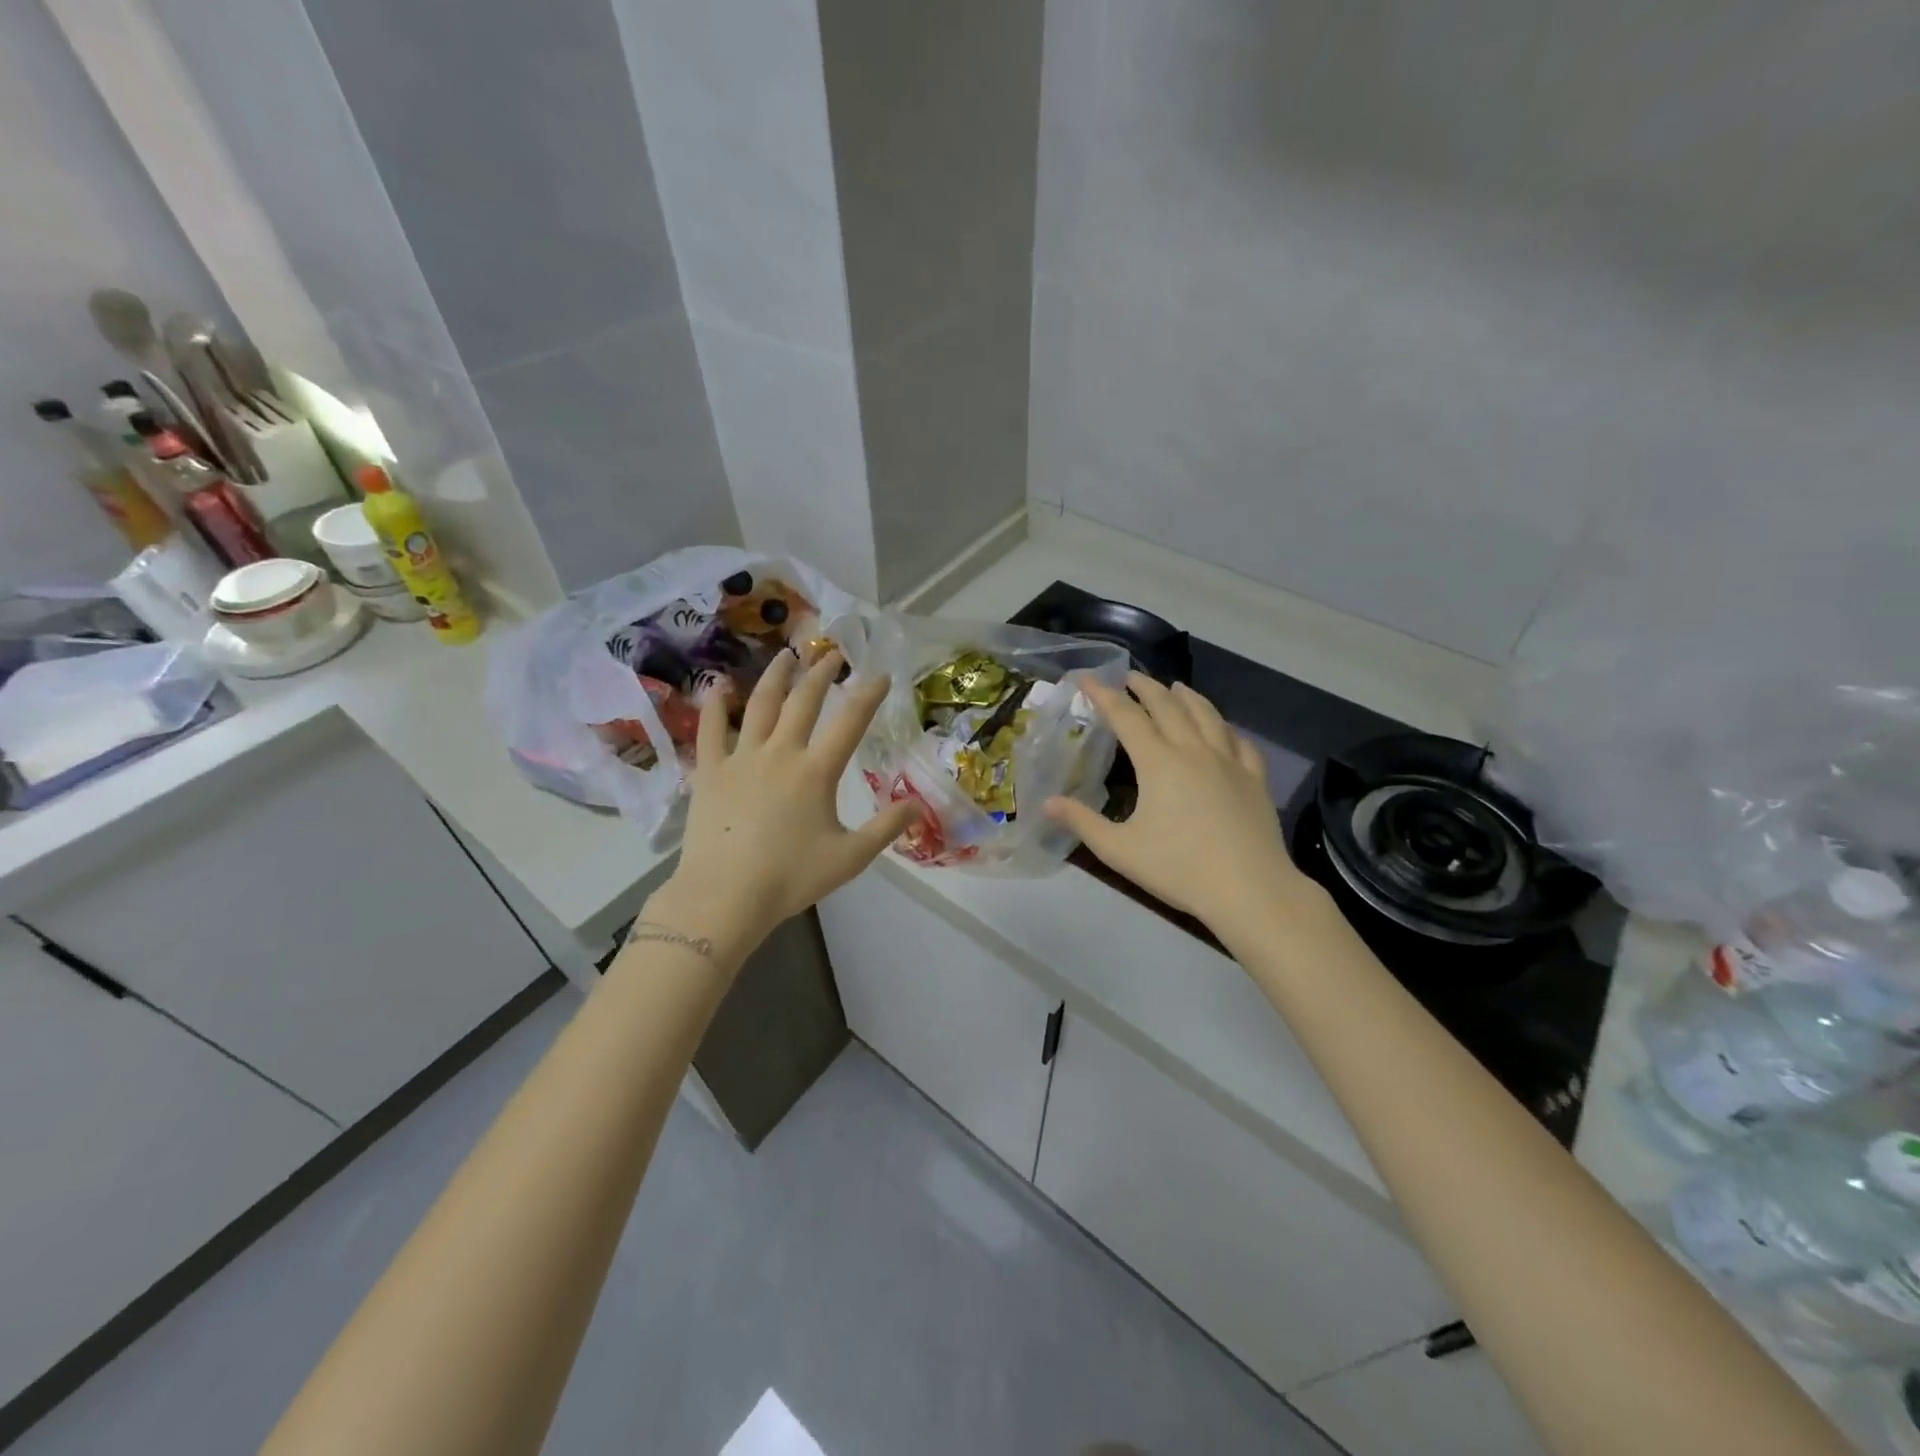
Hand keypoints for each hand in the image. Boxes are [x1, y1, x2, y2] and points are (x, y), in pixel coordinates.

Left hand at [647, 651, 919, 963]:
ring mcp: (741, 758)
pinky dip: (716, 704)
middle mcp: (780, 753)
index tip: (880, 674)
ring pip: (759, 705)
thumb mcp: (850, 857)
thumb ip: (886, 828)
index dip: (868, 694)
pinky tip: (719, 685)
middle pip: (803, 702)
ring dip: (775, 677)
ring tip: (785, 656)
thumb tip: (919, 805)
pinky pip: (711, 729)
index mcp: (816, 771)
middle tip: (831, 656)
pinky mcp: (710, 771)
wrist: (725, 896)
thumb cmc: (791, 878)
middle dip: (821, 674)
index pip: (850, 722)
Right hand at [1044, 674, 1322, 944]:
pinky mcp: (1255, 779)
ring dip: (1187, 696)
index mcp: (1158, 762)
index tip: (1087, 677)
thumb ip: (1082, 823)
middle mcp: (1193, 750)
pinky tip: (1224, 730)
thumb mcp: (1119, 850)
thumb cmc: (1179, 869)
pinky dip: (1226, 728)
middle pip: (1167, 706)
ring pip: (1207, 715)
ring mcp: (1229, 762)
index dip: (1103, 694)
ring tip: (1176, 687)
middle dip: (1145, 687)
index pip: (1125, 716)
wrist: (1250, 890)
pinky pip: (1240, 742)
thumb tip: (1047, 803)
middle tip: (1129, 676)